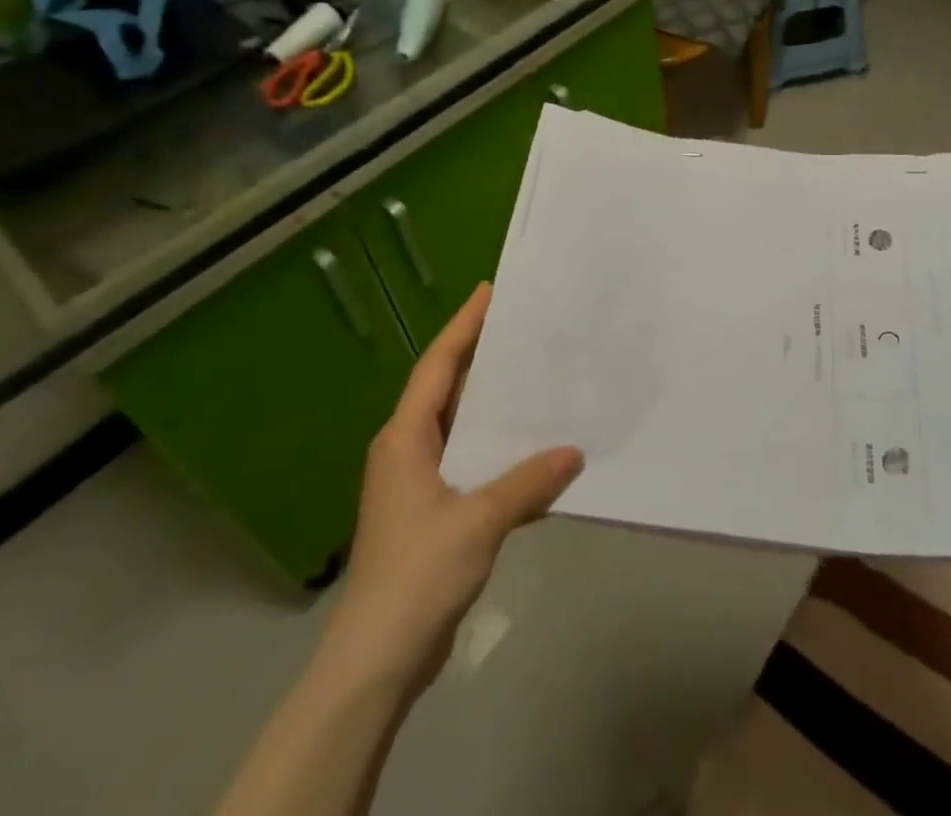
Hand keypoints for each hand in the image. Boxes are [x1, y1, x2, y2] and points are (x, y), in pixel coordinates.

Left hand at [318, 284, 582, 695]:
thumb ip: (527, 482)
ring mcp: (416, 483)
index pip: (438, 365)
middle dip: (480, 356)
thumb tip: (574, 451)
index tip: (489, 291)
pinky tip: (530, 451)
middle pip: (447, 388)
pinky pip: (468, 460)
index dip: (464, 326)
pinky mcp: (431, 512)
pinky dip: (496, 447)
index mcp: (405, 438)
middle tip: (522, 327)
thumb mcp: (478, 521)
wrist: (376, 659)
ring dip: (492, 404)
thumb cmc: (417, 573)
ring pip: (459, 425)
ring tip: (534, 377)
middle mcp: (407, 450)